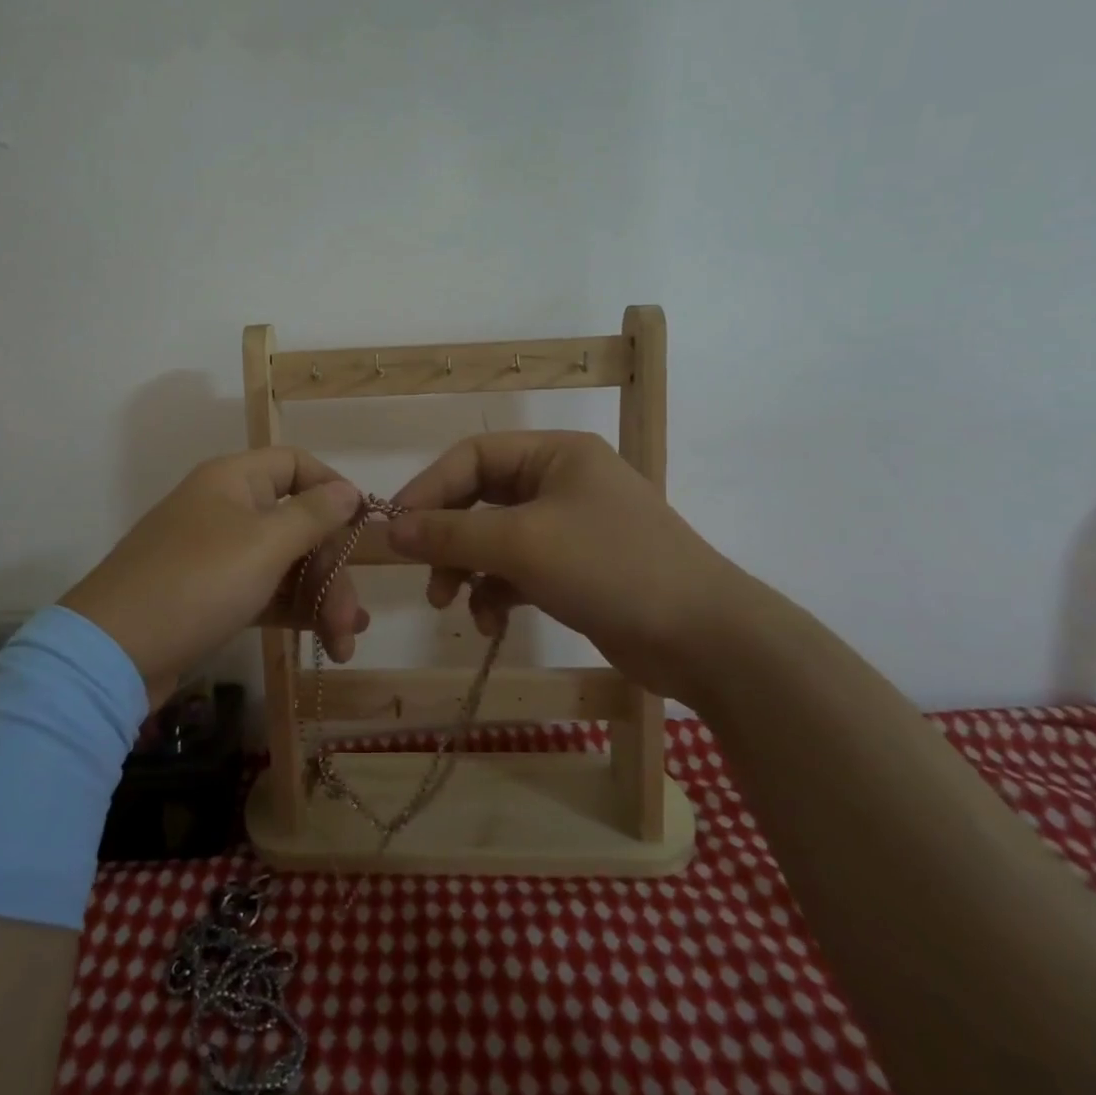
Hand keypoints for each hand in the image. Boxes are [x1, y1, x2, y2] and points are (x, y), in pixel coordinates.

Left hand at [60, 448, 367, 703]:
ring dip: (319, 597)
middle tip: (352, 618)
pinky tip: (326, 640)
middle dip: (330, 569)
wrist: (112, 654)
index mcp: (234, 480)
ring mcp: (218, 554)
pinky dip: (295, 611)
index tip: (363, 528)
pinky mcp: (212, 596)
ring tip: (345, 642)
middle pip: (298, 523)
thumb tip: (348, 489)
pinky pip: (265, 591)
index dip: (333, 489)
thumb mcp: (264, 545)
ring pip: (285, 563)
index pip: (296, 464)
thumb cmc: (196, 584)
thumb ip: (313, 516)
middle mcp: (227, 509)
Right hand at [387, 431, 743, 699]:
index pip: (473, 456)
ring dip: (469, 572)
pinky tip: (492, 624)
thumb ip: (451, 534)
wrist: (705, 639)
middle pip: (481, 499)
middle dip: (449, 539)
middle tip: (425, 576)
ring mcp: (571, 528)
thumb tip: (390, 529)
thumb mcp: (522, 544)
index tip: (396, 529)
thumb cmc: (610, 568)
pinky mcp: (576, 570)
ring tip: (453, 607)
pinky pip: (518, 571)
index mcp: (556, 455)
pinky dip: (497, 594)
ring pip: (496, 539)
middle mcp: (561, 482)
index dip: (429, 490)